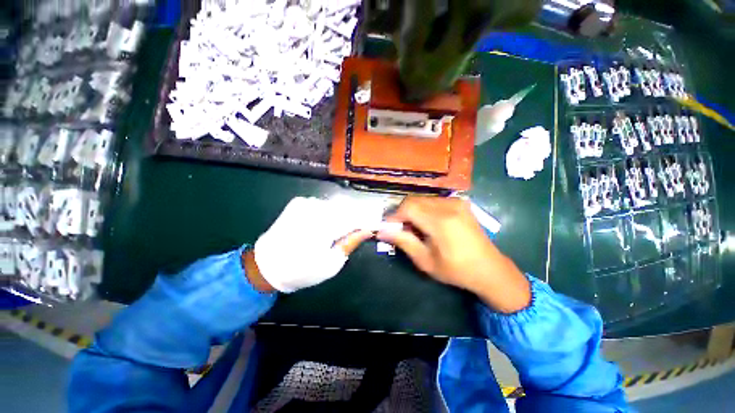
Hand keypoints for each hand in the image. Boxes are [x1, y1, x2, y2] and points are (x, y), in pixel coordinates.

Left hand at [252, 197, 372, 292]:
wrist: (266, 265)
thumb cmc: (301, 270)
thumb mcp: (331, 263)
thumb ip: (351, 243)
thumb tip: (368, 230)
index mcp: (324, 225)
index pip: (355, 217)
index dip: (368, 220)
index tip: (375, 225)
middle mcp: (315, 208)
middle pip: (346, 208)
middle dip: (355, 218)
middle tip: (359, 230)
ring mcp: (306, 202)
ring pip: (335, 205)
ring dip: (342, 215)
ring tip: (340, 230)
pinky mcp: (299, 202)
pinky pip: (323, 204)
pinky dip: (329, 213)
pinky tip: (325, 224)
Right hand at [377, 196, 530, 312]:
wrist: (490, 269)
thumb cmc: (456, 270)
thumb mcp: (425, 261)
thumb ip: (403, 242)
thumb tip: (381, 231)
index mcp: (441, 222)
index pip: (408, 207)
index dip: (394, 216)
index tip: (389, 228)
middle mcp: (449, 206)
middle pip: (414, 200)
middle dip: (403, 213)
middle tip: (401, 230)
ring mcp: (456, 202)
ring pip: (422, 199)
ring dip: (413, 211)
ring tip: (415, 229)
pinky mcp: (460, 203)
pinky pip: (433, 200)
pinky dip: (424, 209)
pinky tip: (428, 224)